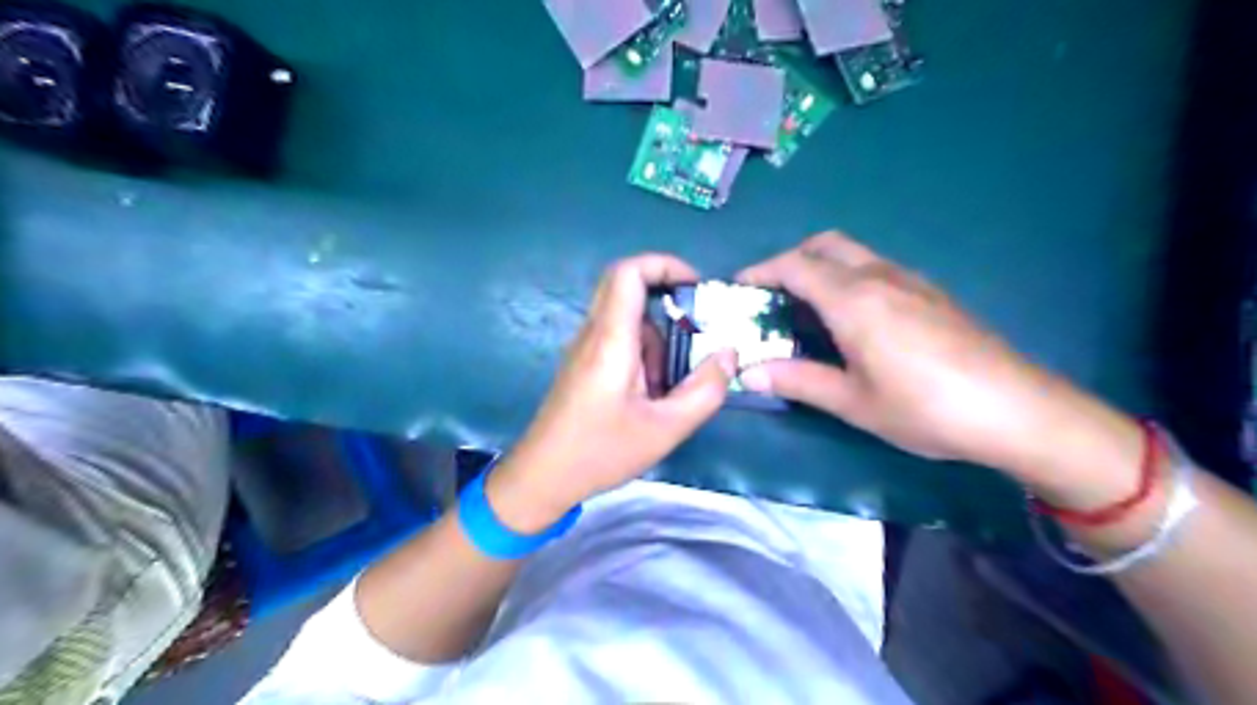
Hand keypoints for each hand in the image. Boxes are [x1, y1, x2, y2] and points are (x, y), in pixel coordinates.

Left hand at [483, 254, 738, 527]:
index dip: (664, 264)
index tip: (695, 286)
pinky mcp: (584, 364)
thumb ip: (704, 390)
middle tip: (697, 328)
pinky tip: (652, 397)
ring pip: (628, 320)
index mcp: (610, 339)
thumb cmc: (600, 451)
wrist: (542, 476)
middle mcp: (594, 333)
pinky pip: (619, 342)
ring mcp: (585, 348)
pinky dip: (644, 357)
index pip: (628, 272)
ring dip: (658, 340)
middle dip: (667, 300)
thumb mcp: (666, 429)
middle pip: (627, 288)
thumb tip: (729, 355)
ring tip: (672, 386)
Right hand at [737, 234, 1139, 498]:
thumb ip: (797, 380)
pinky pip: (878, 268)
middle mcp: (880, 276)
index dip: (761, 271)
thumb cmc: (924, 407)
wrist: (1015, 410)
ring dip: (822, 268)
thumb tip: (748, 375)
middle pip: (825, 245)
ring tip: (808, 309)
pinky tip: (855, 320)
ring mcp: (911, 281)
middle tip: (773, 295)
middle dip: (792, 260)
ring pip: (854, 254)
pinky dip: (850, 278)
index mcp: (854, 299)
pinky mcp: (932, 293)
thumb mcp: (853, 401)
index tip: (739, 288)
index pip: (795, 266)